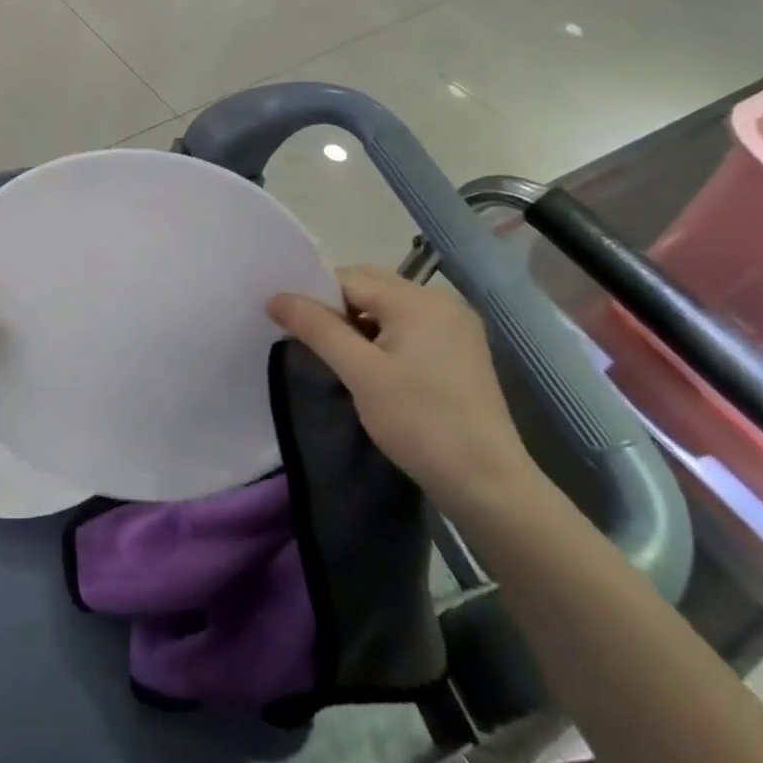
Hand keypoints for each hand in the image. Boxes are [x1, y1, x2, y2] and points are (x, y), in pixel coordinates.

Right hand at [268, 266, 540, 517]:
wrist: (488, 483)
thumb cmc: (419, 423)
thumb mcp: (360, 373)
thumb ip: (316, 328)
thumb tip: (275, 298)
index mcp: (417, 300)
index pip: (349, 279)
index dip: (314, 297)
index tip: (290, 326)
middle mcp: (440, 301)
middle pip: (370, 286)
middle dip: (336, 308)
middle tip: (311, 342)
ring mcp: (456, 324)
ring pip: (389, 306)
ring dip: (358, 322)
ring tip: (340, 357)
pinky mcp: (461, 348)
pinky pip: (410, 325)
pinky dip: (383, 335)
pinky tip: (374, 366)